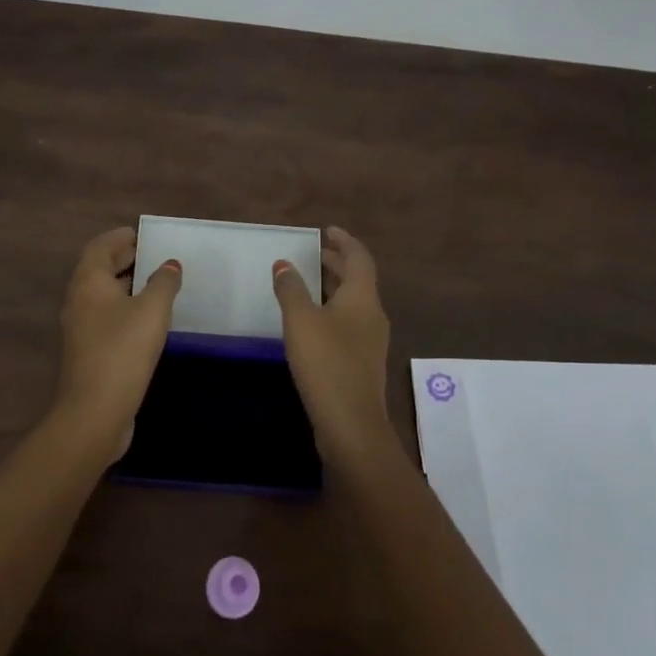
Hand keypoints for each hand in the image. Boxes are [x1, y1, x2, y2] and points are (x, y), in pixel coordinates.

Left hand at [56, 227, 182, 454]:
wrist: (94, 412)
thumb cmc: (123, 351)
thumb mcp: (152, 310)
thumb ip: (163, 282)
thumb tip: (170, 264)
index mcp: (88, 282)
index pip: (100, 246)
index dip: (121, 237)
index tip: (145, 235)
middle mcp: (79, 300)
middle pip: (99, 269)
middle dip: (125, 259)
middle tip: (155, 255)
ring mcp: (80, 328)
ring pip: (103, 295)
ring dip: (127, 285)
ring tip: (157, 283)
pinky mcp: (88, 352)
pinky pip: (106, 317)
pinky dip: (125, 308)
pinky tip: (148, 319)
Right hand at [272, 226, 392, 463]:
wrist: (351, 425)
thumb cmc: (327, 364)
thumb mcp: (301, 321)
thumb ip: (291, 289)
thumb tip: (283, 263)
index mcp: (362, 297)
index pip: (359, 257)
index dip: (344, 241)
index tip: (327, 230)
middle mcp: (372, 314)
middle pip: (358, 279)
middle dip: (336, 263)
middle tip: (313, 253)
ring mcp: (370, 341)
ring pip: (353, 303)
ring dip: (333, 288)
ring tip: (308, 282)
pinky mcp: (362, 362)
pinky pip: (348, 323)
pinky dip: (332, 310)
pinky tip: (312, 322)